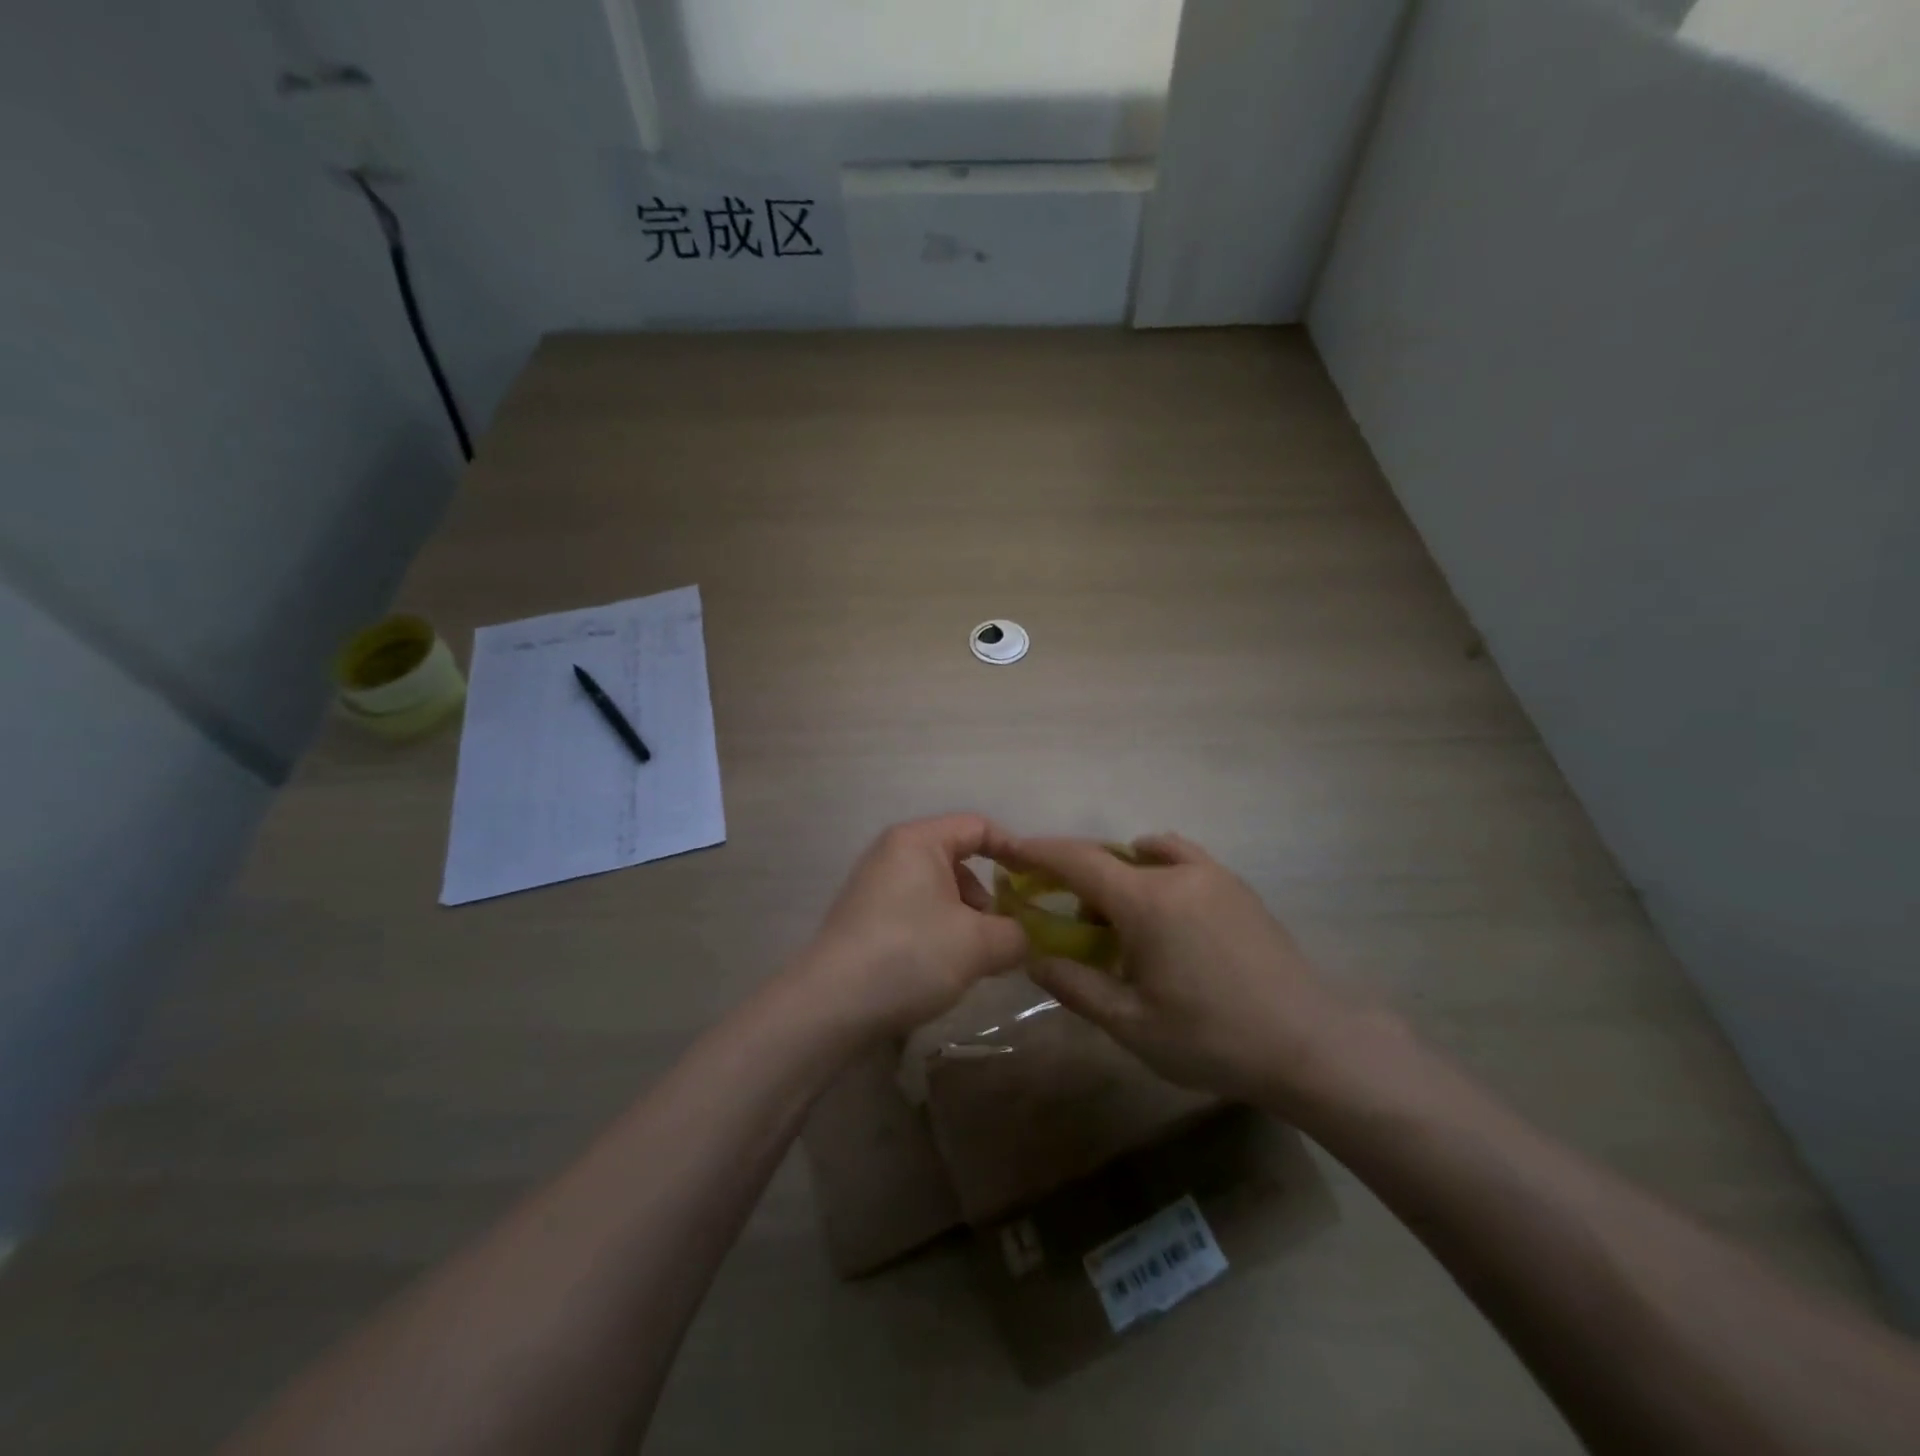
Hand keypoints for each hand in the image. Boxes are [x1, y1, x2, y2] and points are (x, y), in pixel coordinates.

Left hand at [791, 815, 1028, 1040]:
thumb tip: (1026, 937)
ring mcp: (873, 885)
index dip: (1014, 850)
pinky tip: (941, 968)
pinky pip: (915, 910)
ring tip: (973, 959)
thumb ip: (1016, 934)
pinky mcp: (863, 917)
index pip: (978, 827)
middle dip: (987, 895)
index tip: (1038, 883)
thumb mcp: (979, 945)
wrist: (830, 1005)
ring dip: (964, 919)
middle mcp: (892, 853)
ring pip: (937, 890)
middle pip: (957, 860)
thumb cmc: (910, 955)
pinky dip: (938, 931)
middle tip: (1002, 933)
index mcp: (918, 841)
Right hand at [987, 832, 1365, 1107]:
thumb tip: (1032, 957)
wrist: (1310, 1042)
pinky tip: (1157, 900)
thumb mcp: (1132, 1023)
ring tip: (1111, 917)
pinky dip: (1154, 865)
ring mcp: (1211, 874)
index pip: (1078, 860)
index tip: (1010, 850)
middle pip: (1108, 858)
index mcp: (1145, 901)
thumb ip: (1075, 986)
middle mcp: (1175, 873)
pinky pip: (1179, 859)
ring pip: (1143, 858)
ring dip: (1114, 874)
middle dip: (1073, 872)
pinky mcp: (1235, 886)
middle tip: (1055, 905)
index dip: (1039, 852)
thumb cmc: (1212, 1038)